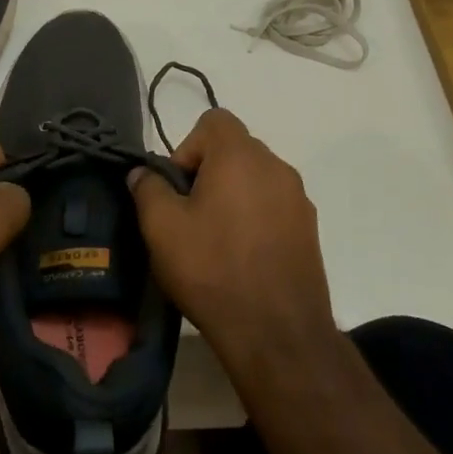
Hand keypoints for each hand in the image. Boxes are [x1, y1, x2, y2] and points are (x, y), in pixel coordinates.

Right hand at [129, 108, 336, 372]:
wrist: (278, 333)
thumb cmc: (213, 269)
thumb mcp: (161, 227)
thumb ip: (148, 188)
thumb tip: (143, 173)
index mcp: (240, 155)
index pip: (213, 120)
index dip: (188, 146)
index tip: (178, 188)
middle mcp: (275, 165)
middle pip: (234, 149)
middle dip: (208, 172)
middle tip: (189, 215)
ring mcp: (298, 198)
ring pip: (255, 179)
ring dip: (232, 195)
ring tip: (215, 239)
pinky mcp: (310, 229)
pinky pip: (274, 206)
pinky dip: (255, 217)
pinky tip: (242, 257)